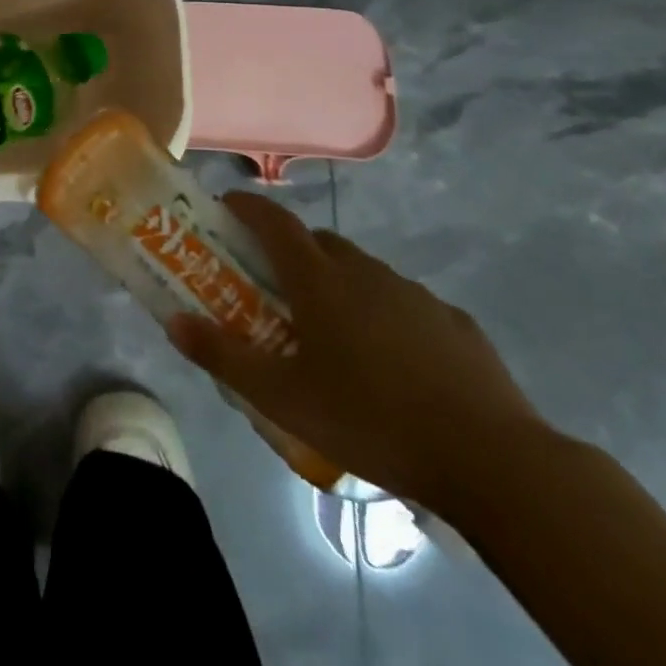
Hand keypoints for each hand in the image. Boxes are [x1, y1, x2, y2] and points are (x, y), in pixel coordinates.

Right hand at [169, 192, 544, 510]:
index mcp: (320, 280)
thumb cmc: (371, 419)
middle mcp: (365, 272)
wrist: (493, 460)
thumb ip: (222, 356)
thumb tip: (173, 322)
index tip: (227, 206)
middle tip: (275, 287)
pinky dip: (384, 313)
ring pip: (363, 272)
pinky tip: (391, 360)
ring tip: (332, 332)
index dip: (247, 206)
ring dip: (338, 283)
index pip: (274, 221)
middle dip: (291, 251)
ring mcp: (415, 294)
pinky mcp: (454, 323)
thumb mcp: (282, 398)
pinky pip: (404, 303)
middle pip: (318, 243)